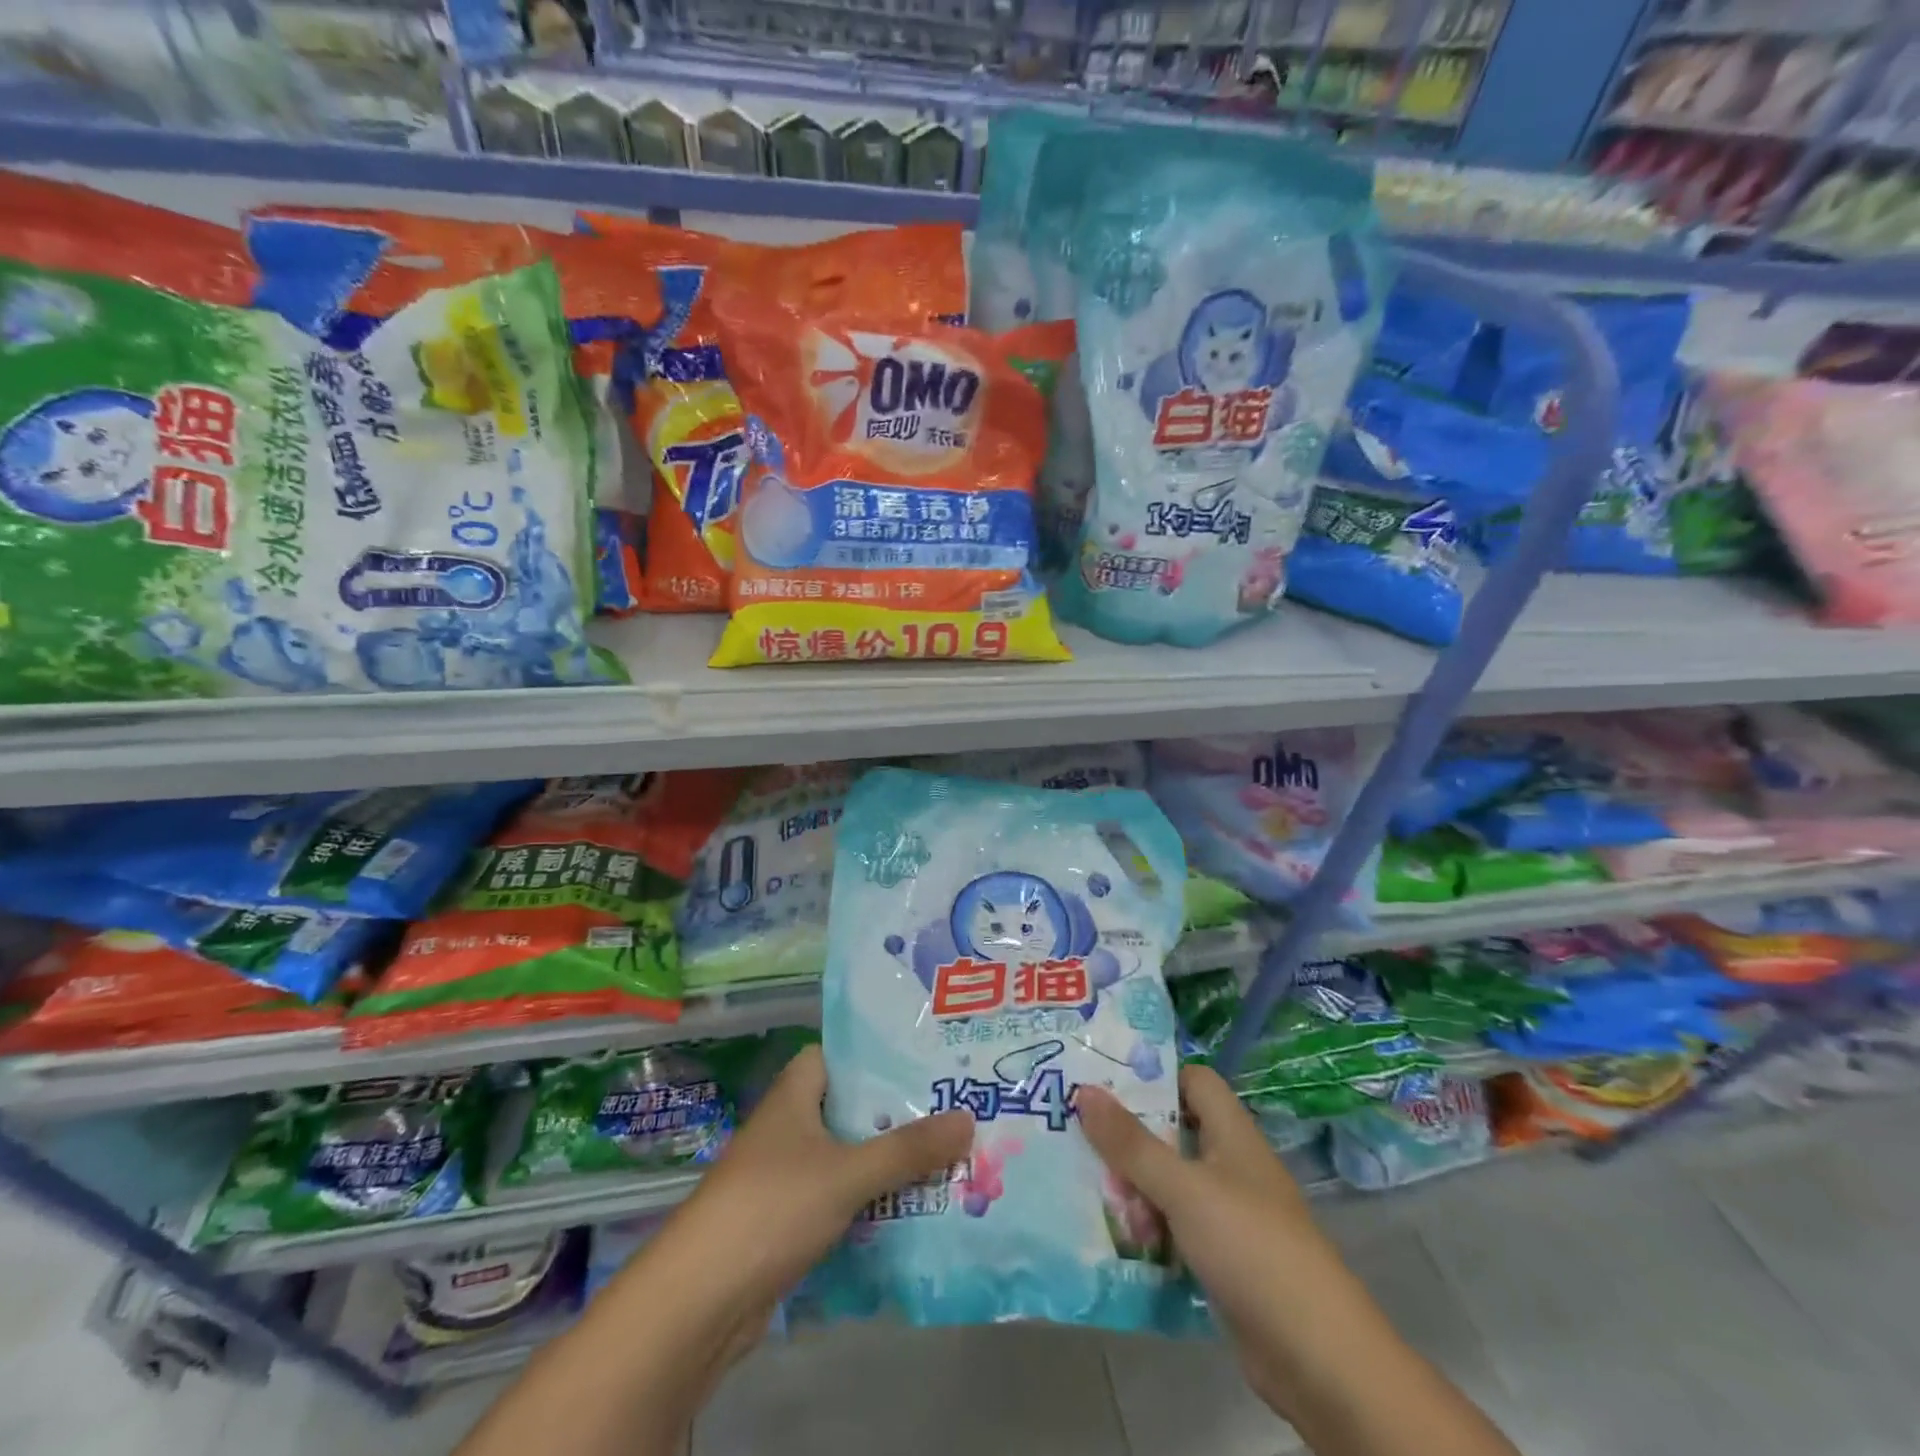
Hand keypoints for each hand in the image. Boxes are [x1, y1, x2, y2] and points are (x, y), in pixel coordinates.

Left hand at [683, 1042, 975, 1304]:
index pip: (838, 1054)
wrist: (699, 1302)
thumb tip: (968, 1118)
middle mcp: (789, 1126)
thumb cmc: (771, 1209)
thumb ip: (908, 1148)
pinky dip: (870, 1199)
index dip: (877, 1053)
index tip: (925, 1057)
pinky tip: (912, 1207)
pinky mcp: (789, 1220)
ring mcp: (787, 1175)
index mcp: (794, 1094)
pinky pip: (840, 1196)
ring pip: (848, 1154)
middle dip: (896, 1111)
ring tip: (947, 1154)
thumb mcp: (847, 1173)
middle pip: (850, 1106)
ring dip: (888, 1159)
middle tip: (952, 1108)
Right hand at [1075, 1065, 1335, 1405]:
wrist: (1317, 1358)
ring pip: (1170, 1183)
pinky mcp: (1223, 1259)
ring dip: (1134, 1187)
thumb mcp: (1183, 1189)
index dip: (1153, 1075)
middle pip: (1174, 1132)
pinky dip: (1149, 1229)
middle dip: (1129, 1136)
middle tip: (1076, 1134)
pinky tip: (1112, 1236)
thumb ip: (1132, 1143)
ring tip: (1083, 1187)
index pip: (1192, 1080)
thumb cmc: (1251, 1248)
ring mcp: (1229, 1215)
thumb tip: (1084, 1090)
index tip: (1103, 1081)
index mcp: (1232, 1133)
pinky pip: (1176, 1228)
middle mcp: (1231, 1166)